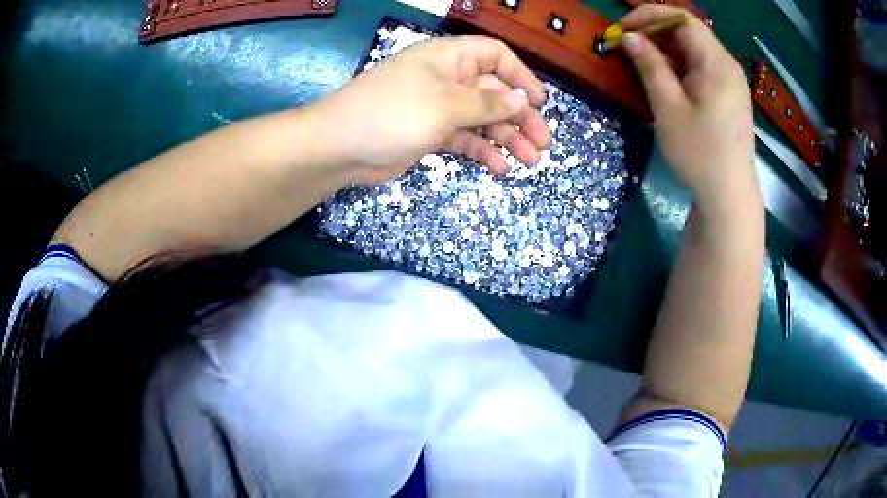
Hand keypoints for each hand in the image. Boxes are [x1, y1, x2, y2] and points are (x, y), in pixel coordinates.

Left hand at [312, 36, 549, 183]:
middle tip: (542, 144)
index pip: (496, 56)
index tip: (539, 102)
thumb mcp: (446, 104)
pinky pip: (464, 138)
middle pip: (494, 91)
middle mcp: (447, 78)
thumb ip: (487, 102)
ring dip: (506, 138)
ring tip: (529, 160)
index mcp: (450, 58)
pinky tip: (499, 168)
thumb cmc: (393, 113)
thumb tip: (522, 99)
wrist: (340, 146)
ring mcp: (438, 107)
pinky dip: (482, 151)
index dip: (521, 77)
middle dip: (520, 116)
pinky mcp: (430, 133)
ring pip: (482, 118)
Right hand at [620, 6, 756, 203]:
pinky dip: (679, 68)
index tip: (623, 29)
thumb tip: (630, 37)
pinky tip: (664, 82)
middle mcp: (726, 66)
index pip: (682, 19)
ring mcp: (730, 82)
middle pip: (688, 33)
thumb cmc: (700, 154)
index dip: (650, 16)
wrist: (729, 197)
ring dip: (665, 51)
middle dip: (655, 34)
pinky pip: (700, 69)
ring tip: (641, 65)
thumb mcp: (668, 108)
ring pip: (693, 51)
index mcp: (716, 63)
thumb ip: (649, 66)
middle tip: (627, 48)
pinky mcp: (728, 96)